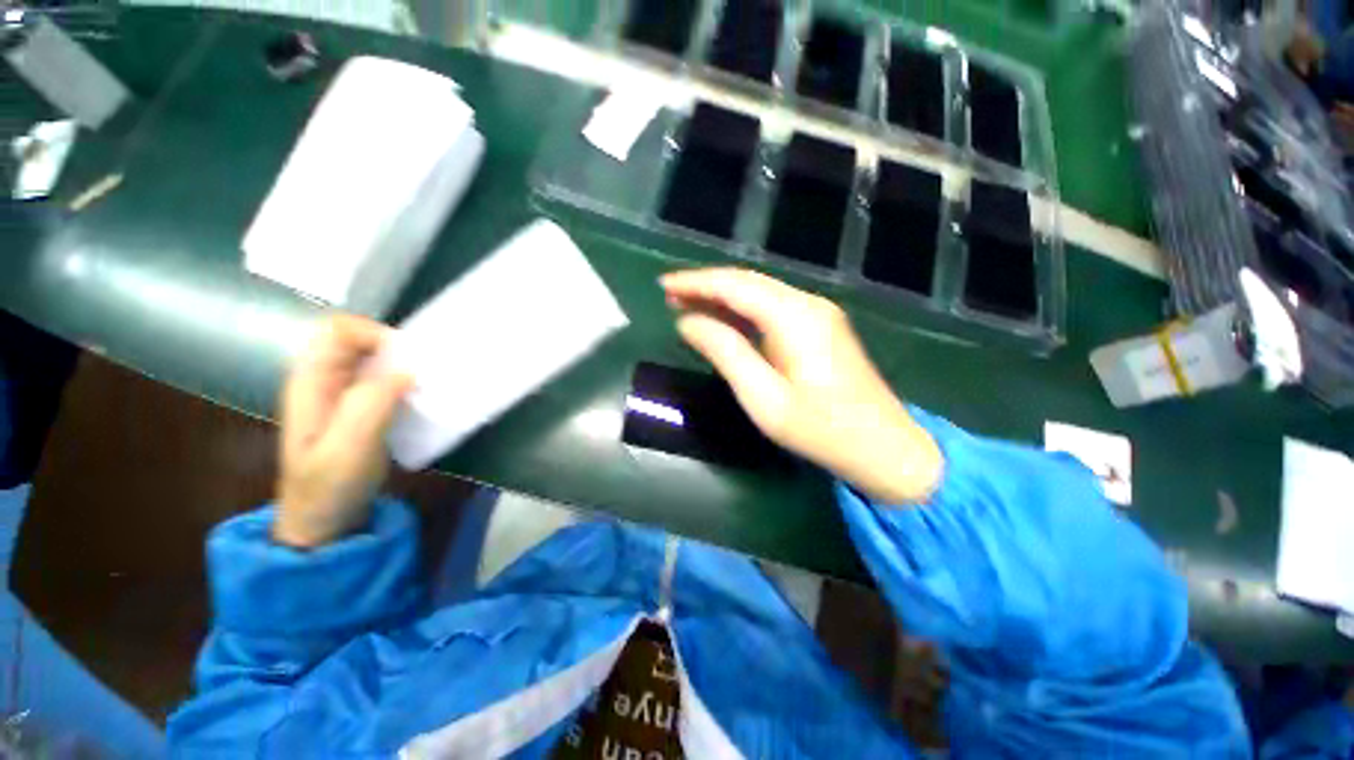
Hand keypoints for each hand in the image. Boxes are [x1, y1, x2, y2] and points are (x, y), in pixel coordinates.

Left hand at [274, 315, 411, 548]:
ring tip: (427, 382)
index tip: (407, 359)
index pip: (338, 330)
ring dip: (403, 363)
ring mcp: (342, 394)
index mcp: (311, 381)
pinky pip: (384, 378)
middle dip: (393, 347)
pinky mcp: (361, 408)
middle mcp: (324, 380)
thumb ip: (371, 403)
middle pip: (358, 339)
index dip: (373, 333)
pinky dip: (405, 379)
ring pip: (373, 358)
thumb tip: (408, 369)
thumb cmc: (329, 485)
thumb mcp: (349, 446)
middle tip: (423, 371)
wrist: (323, 522)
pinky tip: (420, 397)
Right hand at [661, 268, 942, 503]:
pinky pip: (773, 308)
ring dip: (723, 296)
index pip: (734, 284)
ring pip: (760, 292)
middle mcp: (807, 303)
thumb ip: (724, 352)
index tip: (663, 284)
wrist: (883, 447)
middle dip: (706, 286)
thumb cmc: (819, 429)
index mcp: (794, 317)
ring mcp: (818, 313)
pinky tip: (723, 319)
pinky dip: (743, 310)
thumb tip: (687, 322)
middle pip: (747, 282)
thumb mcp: (763, 397)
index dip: (695, 282)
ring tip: (687, 305)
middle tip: (670, 296)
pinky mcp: (820, 327)